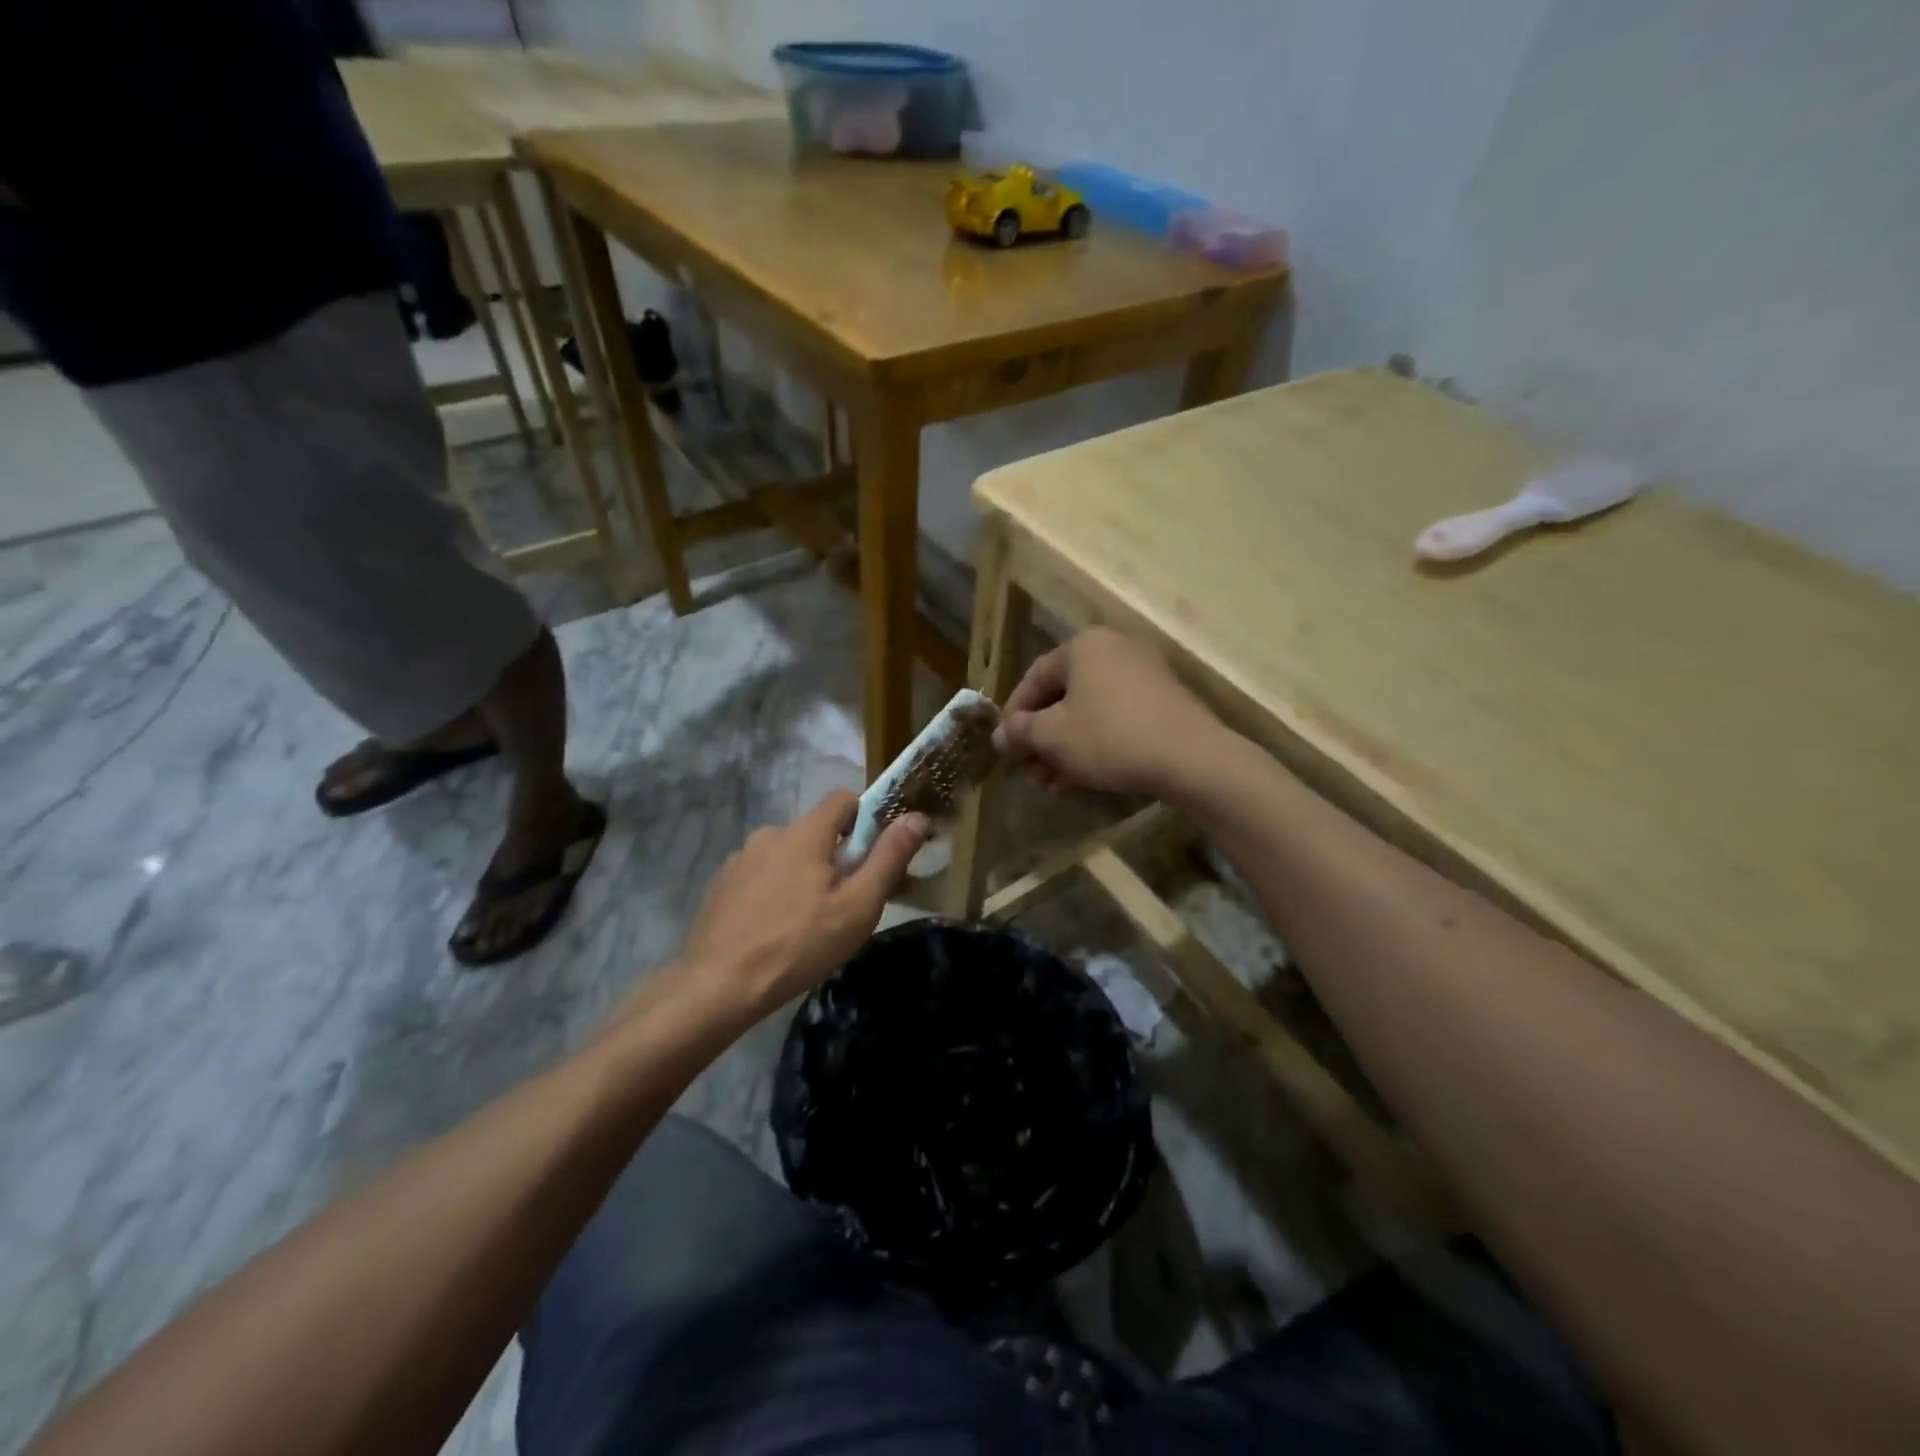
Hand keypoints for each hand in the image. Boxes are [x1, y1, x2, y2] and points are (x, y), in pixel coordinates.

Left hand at [681, 790, 929, 1016]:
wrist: (719, 985)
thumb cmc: (799, 944)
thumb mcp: (858, 906)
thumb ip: (889, 857)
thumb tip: (917, 817)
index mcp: (805, 833)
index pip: (843, 799)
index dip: (865, 820)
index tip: (873, 856)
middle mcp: (770, 834)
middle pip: (816, 832)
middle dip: (835, 858)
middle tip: (845, 903)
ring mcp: (740, 859)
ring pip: (786, 856)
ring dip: (802, 876)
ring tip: (807, 923)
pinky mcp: (721, 885)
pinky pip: (760, 876)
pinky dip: (773, 892)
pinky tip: (774, 929)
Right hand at [995, 628, 1226, 798]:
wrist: (1190, 758)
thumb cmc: (1109, 737)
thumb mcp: (1052, 736)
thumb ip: (1020, 732)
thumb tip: (1001, 734)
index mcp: (1083, 646)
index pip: (1034, 678)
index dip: (1014, 716)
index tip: (1007, 748)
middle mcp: (1113, 650)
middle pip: (1063, 698)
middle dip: (1042, 740)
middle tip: (1031, 773)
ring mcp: (1143, 676)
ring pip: (1089, 714)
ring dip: (1066, 750)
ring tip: (1053, 786)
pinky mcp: (1163, 703)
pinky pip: (1116, 721)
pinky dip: (1095, 747)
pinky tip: (1081, 782)